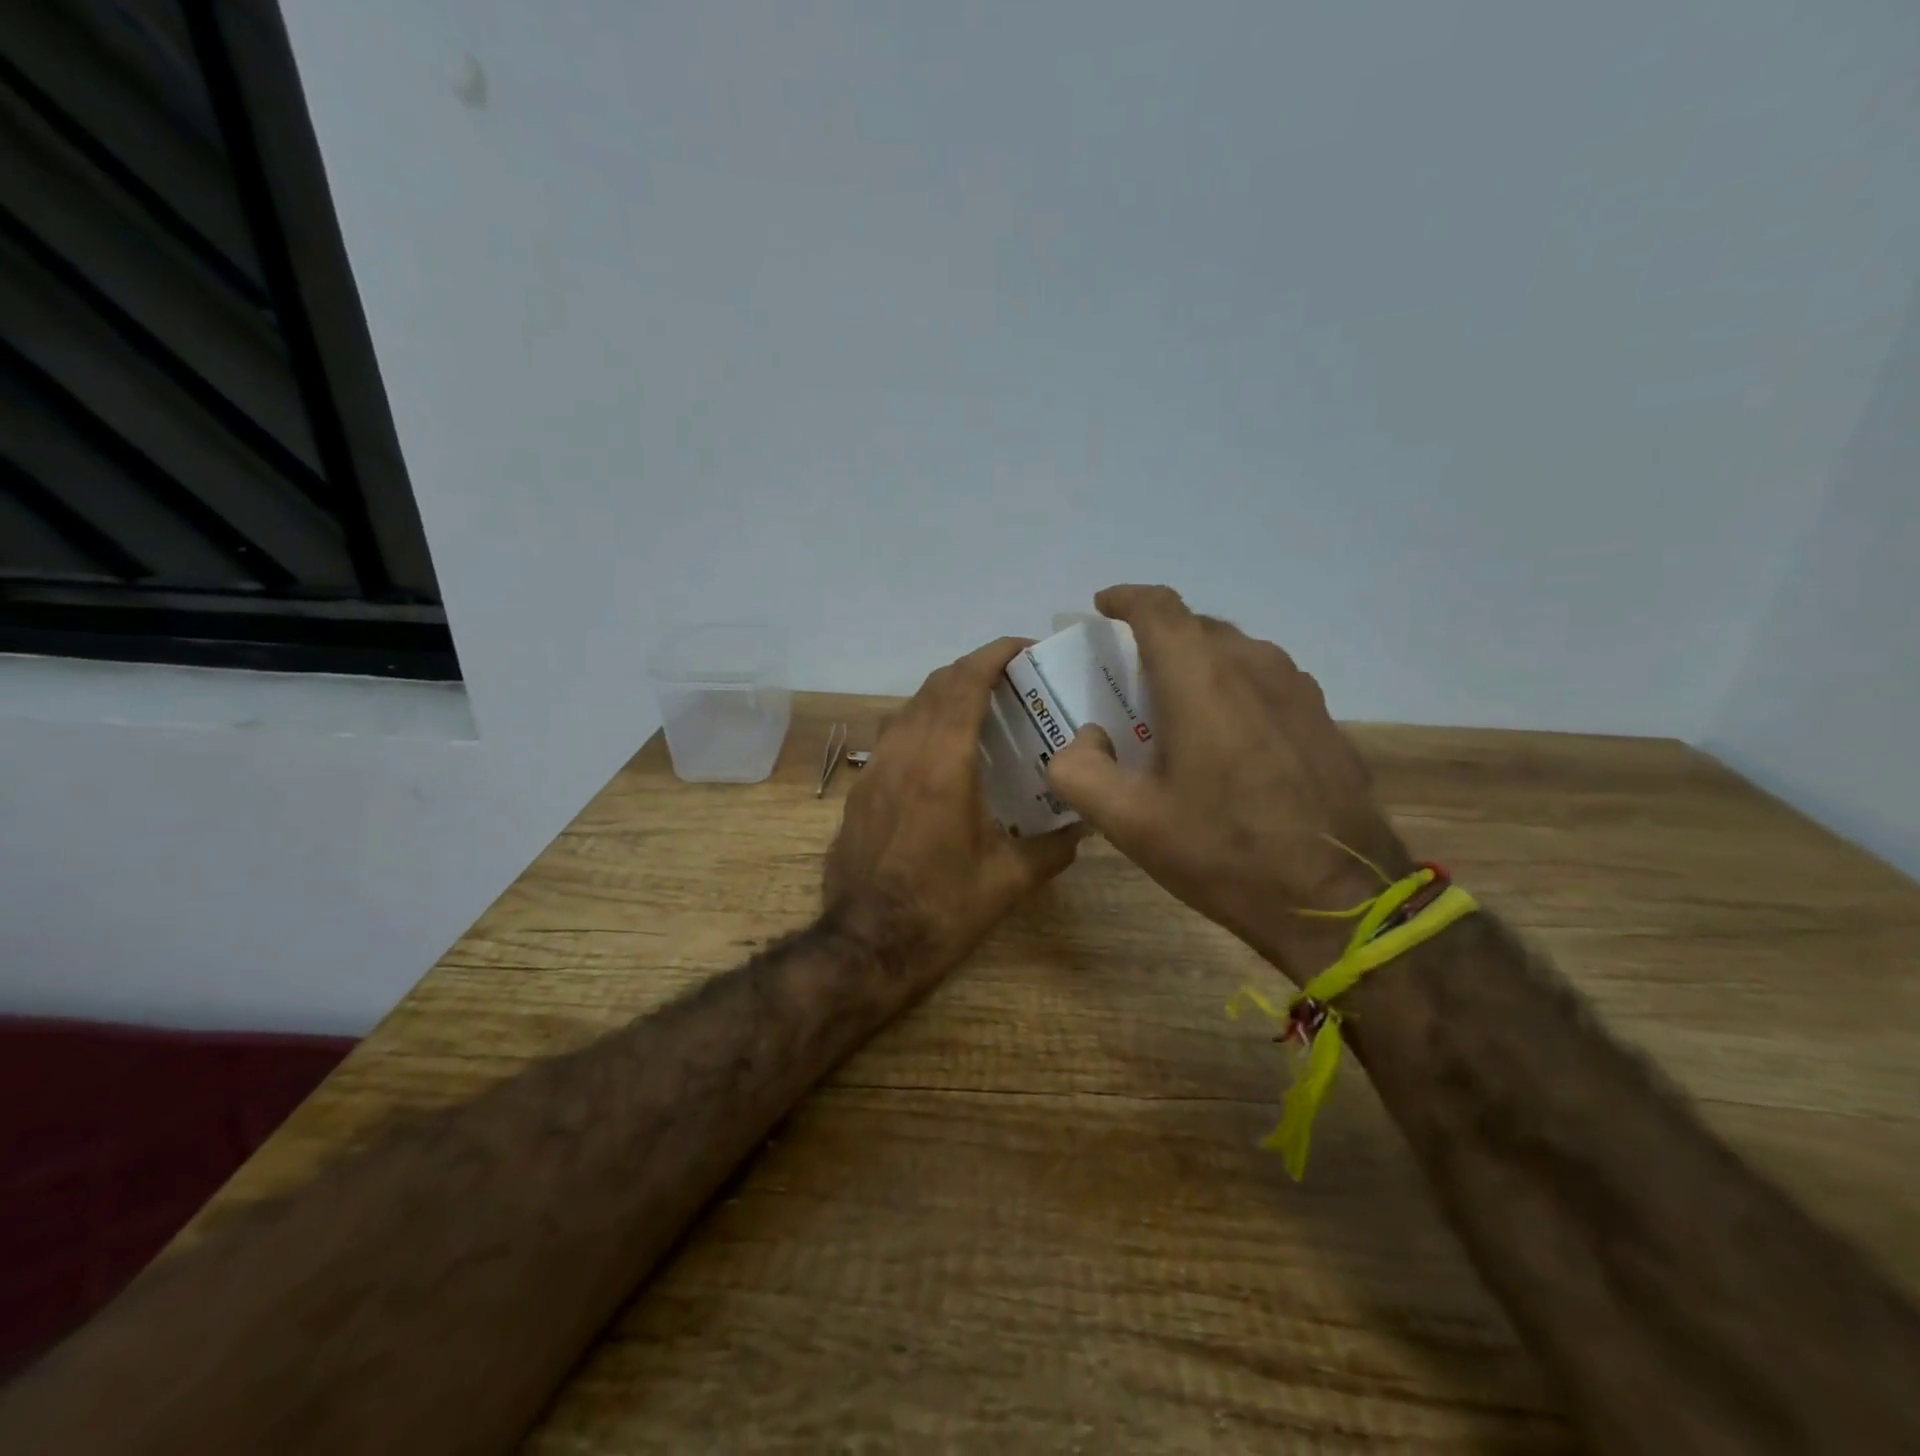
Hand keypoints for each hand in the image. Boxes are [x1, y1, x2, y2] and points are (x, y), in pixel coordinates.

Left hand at [825, 637, 1086, 989]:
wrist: (866, 945)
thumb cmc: (941, 909)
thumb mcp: (1008, 881)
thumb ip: (1052, 849)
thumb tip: (1082, 828)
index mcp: (942, 764)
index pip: (964, 683)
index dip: (993, 654)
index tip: (1022, 648)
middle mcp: (903, 753)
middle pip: (934, 686)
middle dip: (972, 670)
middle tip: (1010, 682)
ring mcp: (875, 770)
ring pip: (908, 708)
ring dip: (944, 696)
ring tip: (980, 712)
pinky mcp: (859, 791)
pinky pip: (894, 737)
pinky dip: (922, 726)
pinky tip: (943, 756)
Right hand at [1045, 585, 1410, 981]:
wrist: (1339, 900)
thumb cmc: (1224, 853)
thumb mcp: (1129, 823)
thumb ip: (1079, 772)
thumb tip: (1082, 741)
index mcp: (1202, 680)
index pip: (1159, 608)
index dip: (1126, 598)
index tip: (1102, 607)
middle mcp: (1254, 667)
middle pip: (1196, 627)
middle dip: (1156, 637)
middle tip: (1127, 675)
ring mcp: (1297, 690)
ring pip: (1234, 652)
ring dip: (1196, 663)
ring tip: (1174, 705)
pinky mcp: (1322, 718)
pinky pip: (1264, 680)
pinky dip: (1232, 687)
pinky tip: (1225, 735)